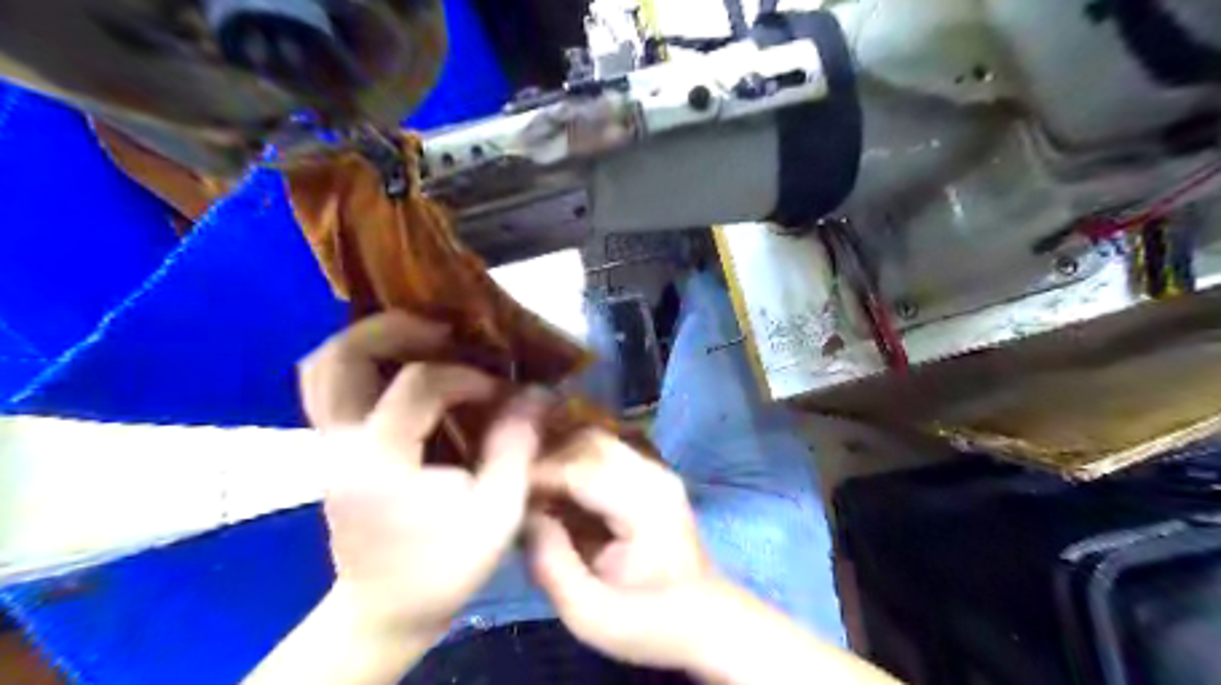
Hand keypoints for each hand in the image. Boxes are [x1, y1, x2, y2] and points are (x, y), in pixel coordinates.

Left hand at [296, 312, 546, 638]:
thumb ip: (515, 447)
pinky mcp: (330, 447)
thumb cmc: (443, 567)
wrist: (385, 609)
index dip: (466, 377)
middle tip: (446, 331)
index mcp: (381, 461)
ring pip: (324, 364)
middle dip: (397, 329)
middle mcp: (340, 443)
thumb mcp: (496, 513)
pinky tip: (401, 366)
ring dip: (372, 339)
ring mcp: (326, 444)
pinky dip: (360, 360)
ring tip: (422, 339)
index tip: (500, 393)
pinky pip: (327, 384)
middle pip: (345, 355)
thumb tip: (535, 394)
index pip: (417, 384)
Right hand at [527, 432, 721, 671]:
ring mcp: (656, 469)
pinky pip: (605, 451)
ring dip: (560, 456)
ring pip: (596, 439)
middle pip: (588, 442)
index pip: (580, 469)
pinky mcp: (652, 473)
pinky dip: (576, 462)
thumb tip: (526, 516)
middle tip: (517, 490)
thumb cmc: (649, 622)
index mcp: (645, 506)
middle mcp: (654, 474)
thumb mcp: (590, 615)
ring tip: (534, 488)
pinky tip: (559, 489)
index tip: (506, 495)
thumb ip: (551, 565)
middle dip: (547, 459)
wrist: (703, 618)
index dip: (537, 476)